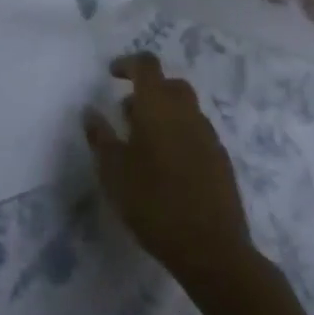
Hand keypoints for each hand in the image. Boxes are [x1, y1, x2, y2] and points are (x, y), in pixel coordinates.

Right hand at [84, 53, 254, 288]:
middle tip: (128, 114)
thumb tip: (90, 111)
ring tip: (146, 145)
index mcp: (158, 104)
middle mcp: (186, 111)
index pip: (146, 64)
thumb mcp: (113, 170)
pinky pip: (198, 135)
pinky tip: (170, 168)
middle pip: (170, 85)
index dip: (128, 64)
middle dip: (149, 91)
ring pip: (186, 110)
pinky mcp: (222, 163)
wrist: (213, 250)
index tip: (112, 75)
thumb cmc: (154, 202)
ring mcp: (208, 136)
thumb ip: (99, 136)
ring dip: (166, 116)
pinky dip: (182, 138)